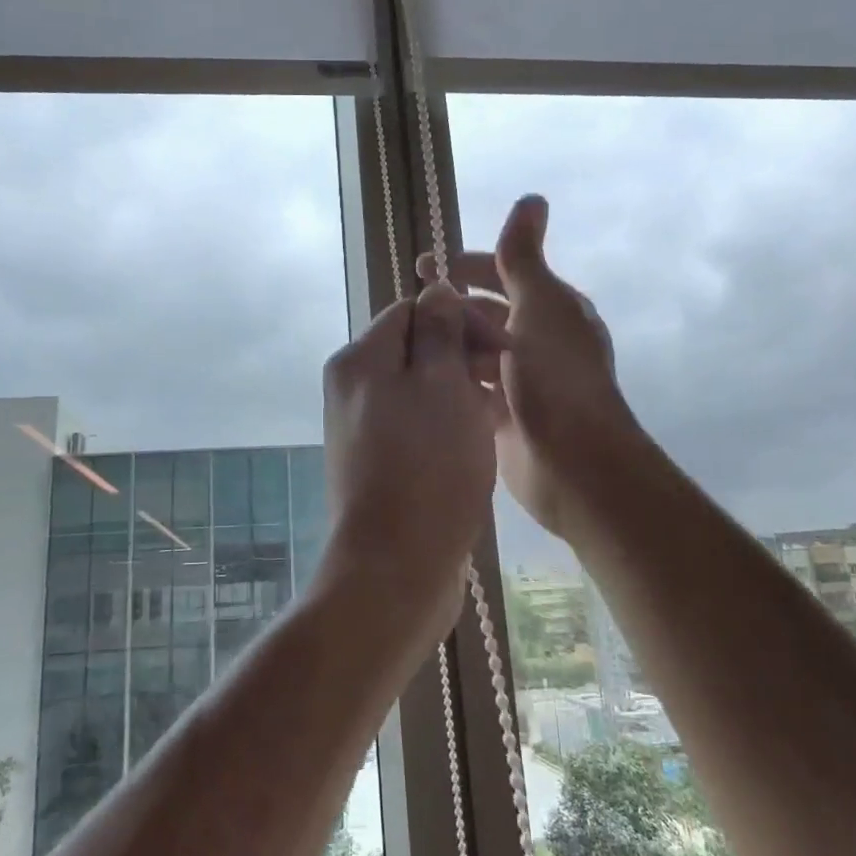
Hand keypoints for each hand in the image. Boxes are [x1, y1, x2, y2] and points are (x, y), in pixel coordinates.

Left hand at [322, 282, 505, 633]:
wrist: (395, 565)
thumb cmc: (427, 466)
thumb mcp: (441, 384)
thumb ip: (439, 331)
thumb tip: (435, 289)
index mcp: (360, 359)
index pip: (413, 310)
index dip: (462, 318)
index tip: (503, 347)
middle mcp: (352, 387)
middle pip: (415, 348)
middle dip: (463, 355)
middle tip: (503, 382)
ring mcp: (362, 428)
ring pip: (420, 388)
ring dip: (460, 391)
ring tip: (496, 414)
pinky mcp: (377, 462)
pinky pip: (417, 424)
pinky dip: (448, 424)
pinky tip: (478, 442)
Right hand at [418, 196, 640, 538]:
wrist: (574, 463)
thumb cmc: (557, 377)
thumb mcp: (539, 306)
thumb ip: (523, 257)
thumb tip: (532, 197)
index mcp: (552, 309)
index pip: (503, 273)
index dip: (465, 266)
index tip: (422, 267)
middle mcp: (539, 341)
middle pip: (486, 312)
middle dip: (451, 307)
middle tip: (409, 310)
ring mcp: (521, 381)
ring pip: (476, 351)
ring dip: (448, 344)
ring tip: (408, 344)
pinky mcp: (505, 416)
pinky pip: (471, 388)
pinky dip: (451, 380)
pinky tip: (420, 378)